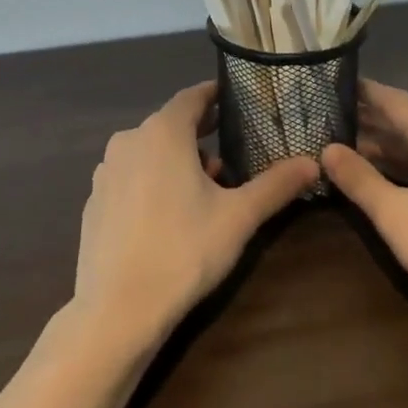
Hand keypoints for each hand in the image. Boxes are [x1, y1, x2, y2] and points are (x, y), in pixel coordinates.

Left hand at [73, 82, 319, 347]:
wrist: (116, 312)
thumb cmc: (183, 251)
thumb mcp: (238, 217)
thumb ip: (276, 185)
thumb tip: (313, 163)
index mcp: (163, 132)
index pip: (193, 96)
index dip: (215, 95)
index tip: (236, 99)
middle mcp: (129, 140)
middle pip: (171, 125)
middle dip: (201, 135)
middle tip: (230, 153)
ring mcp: (106, 171)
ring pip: (149, 151)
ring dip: (177, 161)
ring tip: (204, 191)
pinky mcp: (93, 201)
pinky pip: (130, 177)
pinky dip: (151, 182)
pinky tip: (168, 216)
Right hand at [322, 80, 407, 337]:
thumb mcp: (394, 214)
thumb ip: (358, 179)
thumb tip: (326, 148)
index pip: (393, 98)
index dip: (362, 91)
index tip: (330, 85)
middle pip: (407, 119)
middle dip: (369, 120)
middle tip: (327, 120)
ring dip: (386, 145)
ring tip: (347, 148)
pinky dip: (407, 164)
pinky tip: (386, 179)